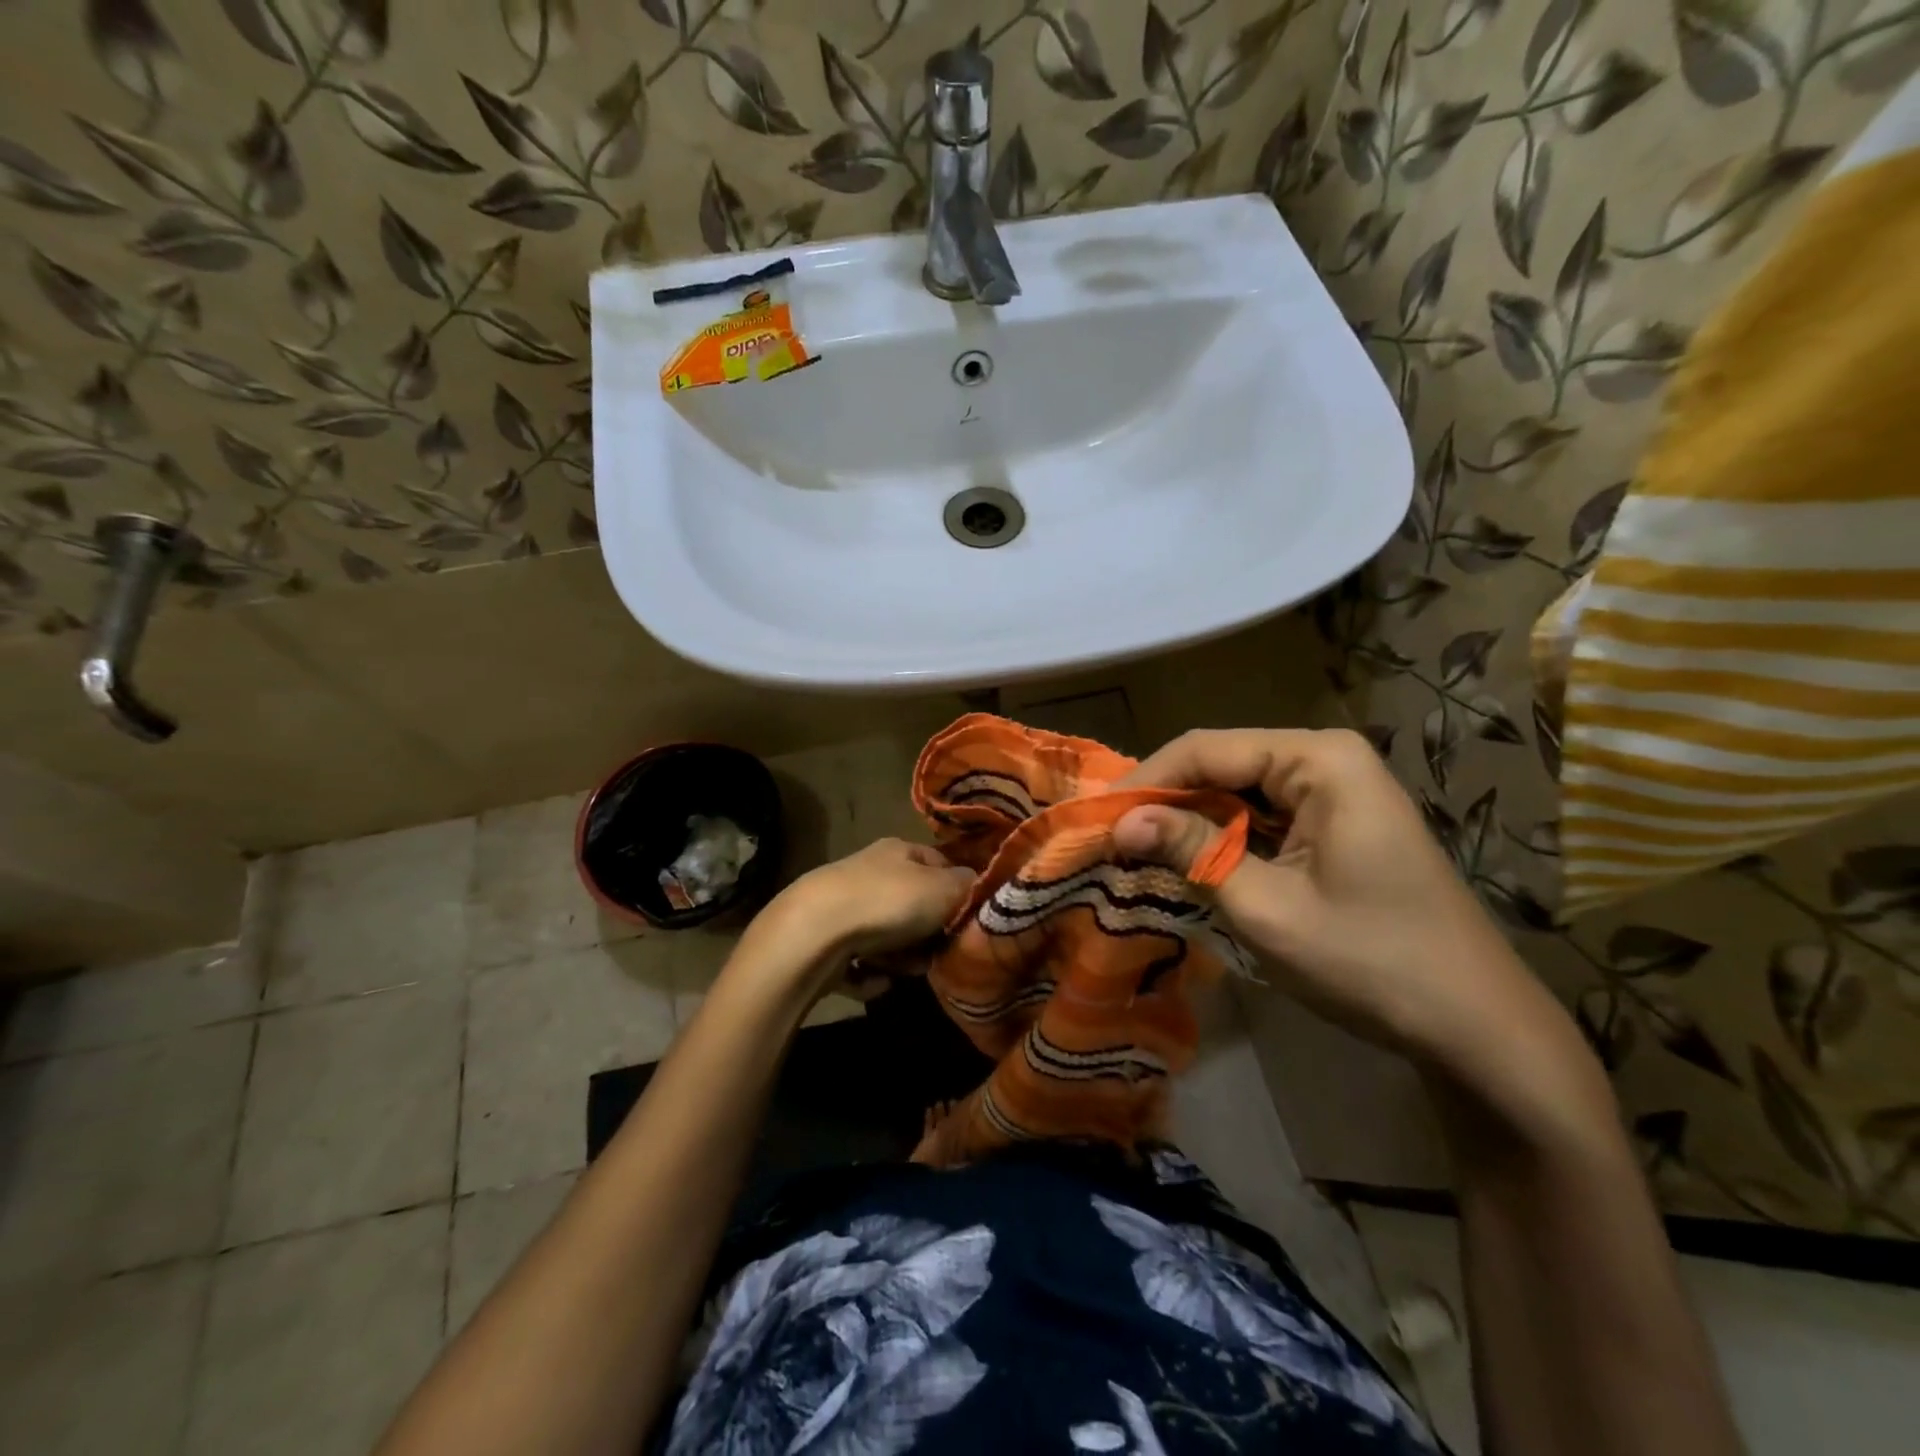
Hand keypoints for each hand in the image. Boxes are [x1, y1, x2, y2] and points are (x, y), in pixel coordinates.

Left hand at [757, 838, 975, 971]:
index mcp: (899, 851)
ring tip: (905, 972)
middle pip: (913, 905)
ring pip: (887, 937)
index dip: (957, 889)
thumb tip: (979, 884)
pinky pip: (858, 964)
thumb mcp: (944, 889)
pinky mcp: (824, 943)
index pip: (939, 864)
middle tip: (938, 953)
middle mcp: (870, 873)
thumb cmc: (889, 902)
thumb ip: (968, 886)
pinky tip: (874, 981)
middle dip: (928, 934)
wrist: (814, 934)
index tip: (969, 918)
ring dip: (901, 959)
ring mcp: (844, 908)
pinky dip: (869, 976)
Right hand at [1114, 729, 1580, 1080]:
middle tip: (1110, 840)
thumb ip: (1189, 850)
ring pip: (1237, 792)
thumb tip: (1118, 823)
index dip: (1144, 782)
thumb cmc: (1369, 960)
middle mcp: (1326, 759)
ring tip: (1136, 852)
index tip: (1095, 819)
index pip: (1205, 749)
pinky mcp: (1336, 825)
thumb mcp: (1264, 906)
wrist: (1475, 1028)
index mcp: (1318, 759)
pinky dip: (1222, 839)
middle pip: (1221, 765)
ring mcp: (1336, 792)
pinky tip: (1189, 863)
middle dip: (1165, 802)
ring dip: (1190, 822)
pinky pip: (1262, 817)